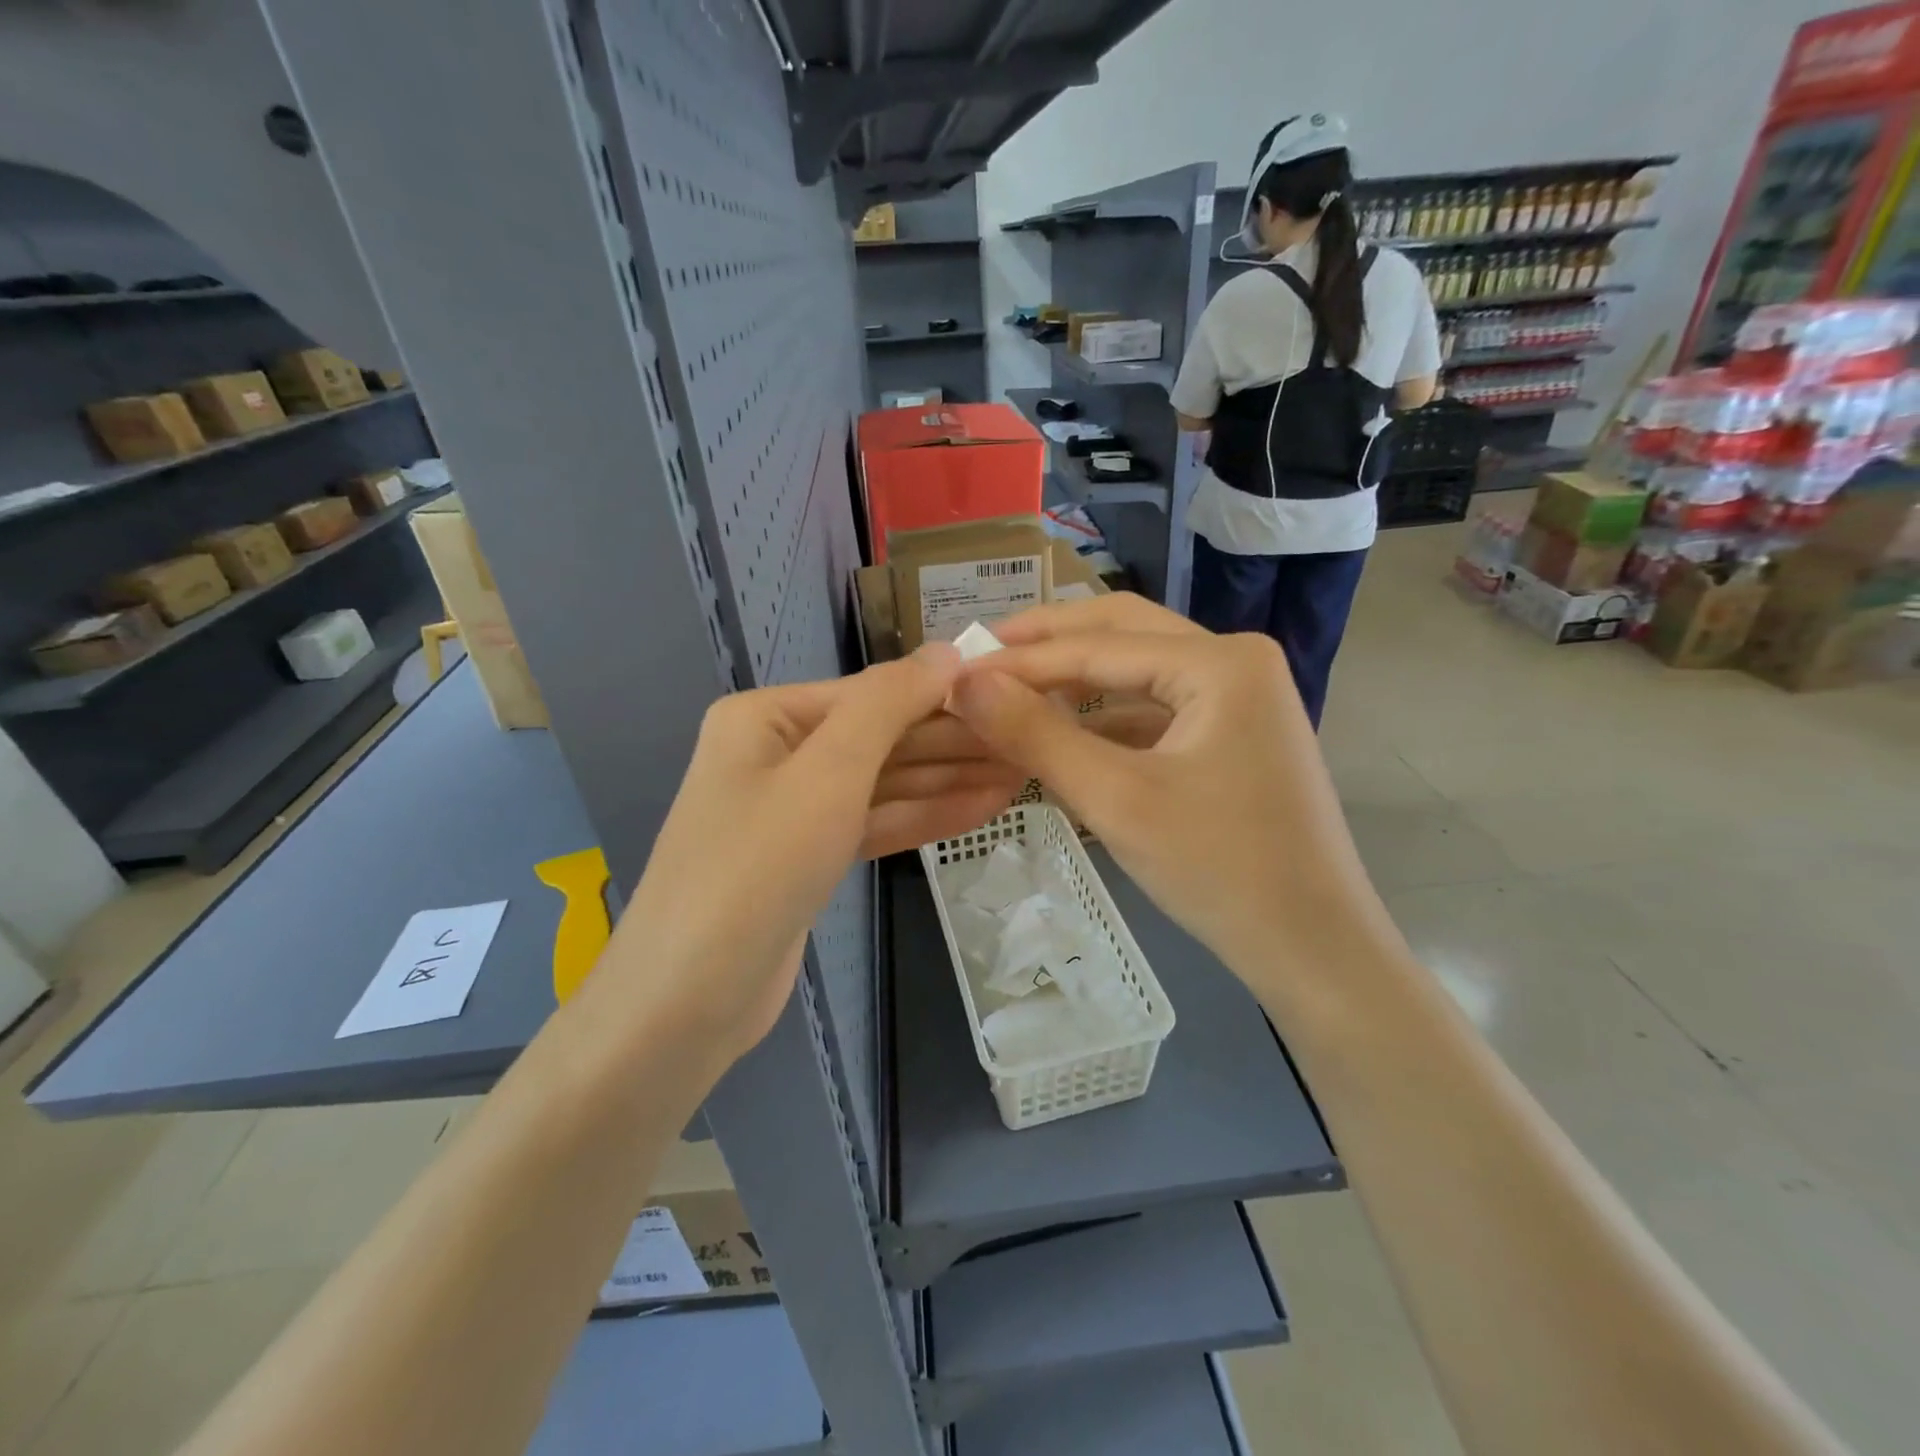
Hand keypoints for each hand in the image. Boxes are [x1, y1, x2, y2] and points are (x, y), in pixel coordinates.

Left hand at [588, 644, 1019, 1069]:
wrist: (689, 998)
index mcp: (766, 717)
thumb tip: (948, 651)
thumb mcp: (827, 772)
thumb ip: (889, 705)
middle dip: (952, 743)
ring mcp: (794, 809)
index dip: (942, 694)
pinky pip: (874, 822)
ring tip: (1021, 774)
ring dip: (948, 780)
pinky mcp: (809, 857)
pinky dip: (923, 817)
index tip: (1013, 696)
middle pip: (881, 738)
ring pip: (883, 784)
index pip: (871, 693)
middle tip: (1029, 743)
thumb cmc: (756, 867)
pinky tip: (982, 809)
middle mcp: (777, 753)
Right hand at [950, 595, 1397, 1004]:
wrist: (1312, 947)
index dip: (1022, 658)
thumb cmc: (1219, 869)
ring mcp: (1241, 696)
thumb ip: (1036, 735)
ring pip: (1138, 669)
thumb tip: (964, 684)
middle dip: (1050, 643)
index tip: (958, 669)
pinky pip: (1157, 706)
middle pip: (1124, 633)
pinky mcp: (1234, 733)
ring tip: (1012, 687)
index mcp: (1221, 661)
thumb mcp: (1116, 799)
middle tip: (984, 655)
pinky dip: (1106, 714)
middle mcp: (1236, 660)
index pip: (1099, 645)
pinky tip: (1064, 730)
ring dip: (1076, 677)